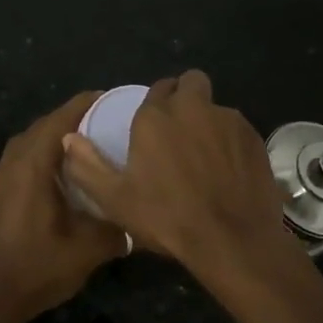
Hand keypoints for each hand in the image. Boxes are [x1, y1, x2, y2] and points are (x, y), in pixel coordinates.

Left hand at [0, 92, 128, 322]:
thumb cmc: (37, 268)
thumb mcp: (88, 250)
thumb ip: (117, 227)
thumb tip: (139, 218)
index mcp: (33, 166)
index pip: (60, 119)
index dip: (85, 104)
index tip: (110, 98)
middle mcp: (13, 162)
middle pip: (43, 126)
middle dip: (72, 118)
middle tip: (105, 121)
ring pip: (29, 142)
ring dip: (55, 136)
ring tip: (85, 143)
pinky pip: (21, 158)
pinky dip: (41, 154)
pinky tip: (60, 173)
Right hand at [60, 71, 295, 281]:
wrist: (232, 241)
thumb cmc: (168, 218)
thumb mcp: (116, 200)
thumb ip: (88, 166)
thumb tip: (69, 139)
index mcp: (157, 116)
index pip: (158, 87)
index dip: (157, 102)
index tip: (155, 126)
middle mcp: (193, 107)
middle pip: (192, 82)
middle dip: (186, 96)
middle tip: (181, 130)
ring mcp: (228, 120)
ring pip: (216, 107)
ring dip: (209, 121)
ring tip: (206, 157)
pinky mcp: (254, 137)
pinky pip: (238, 129)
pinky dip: (231, 142)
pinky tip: (228, 171)